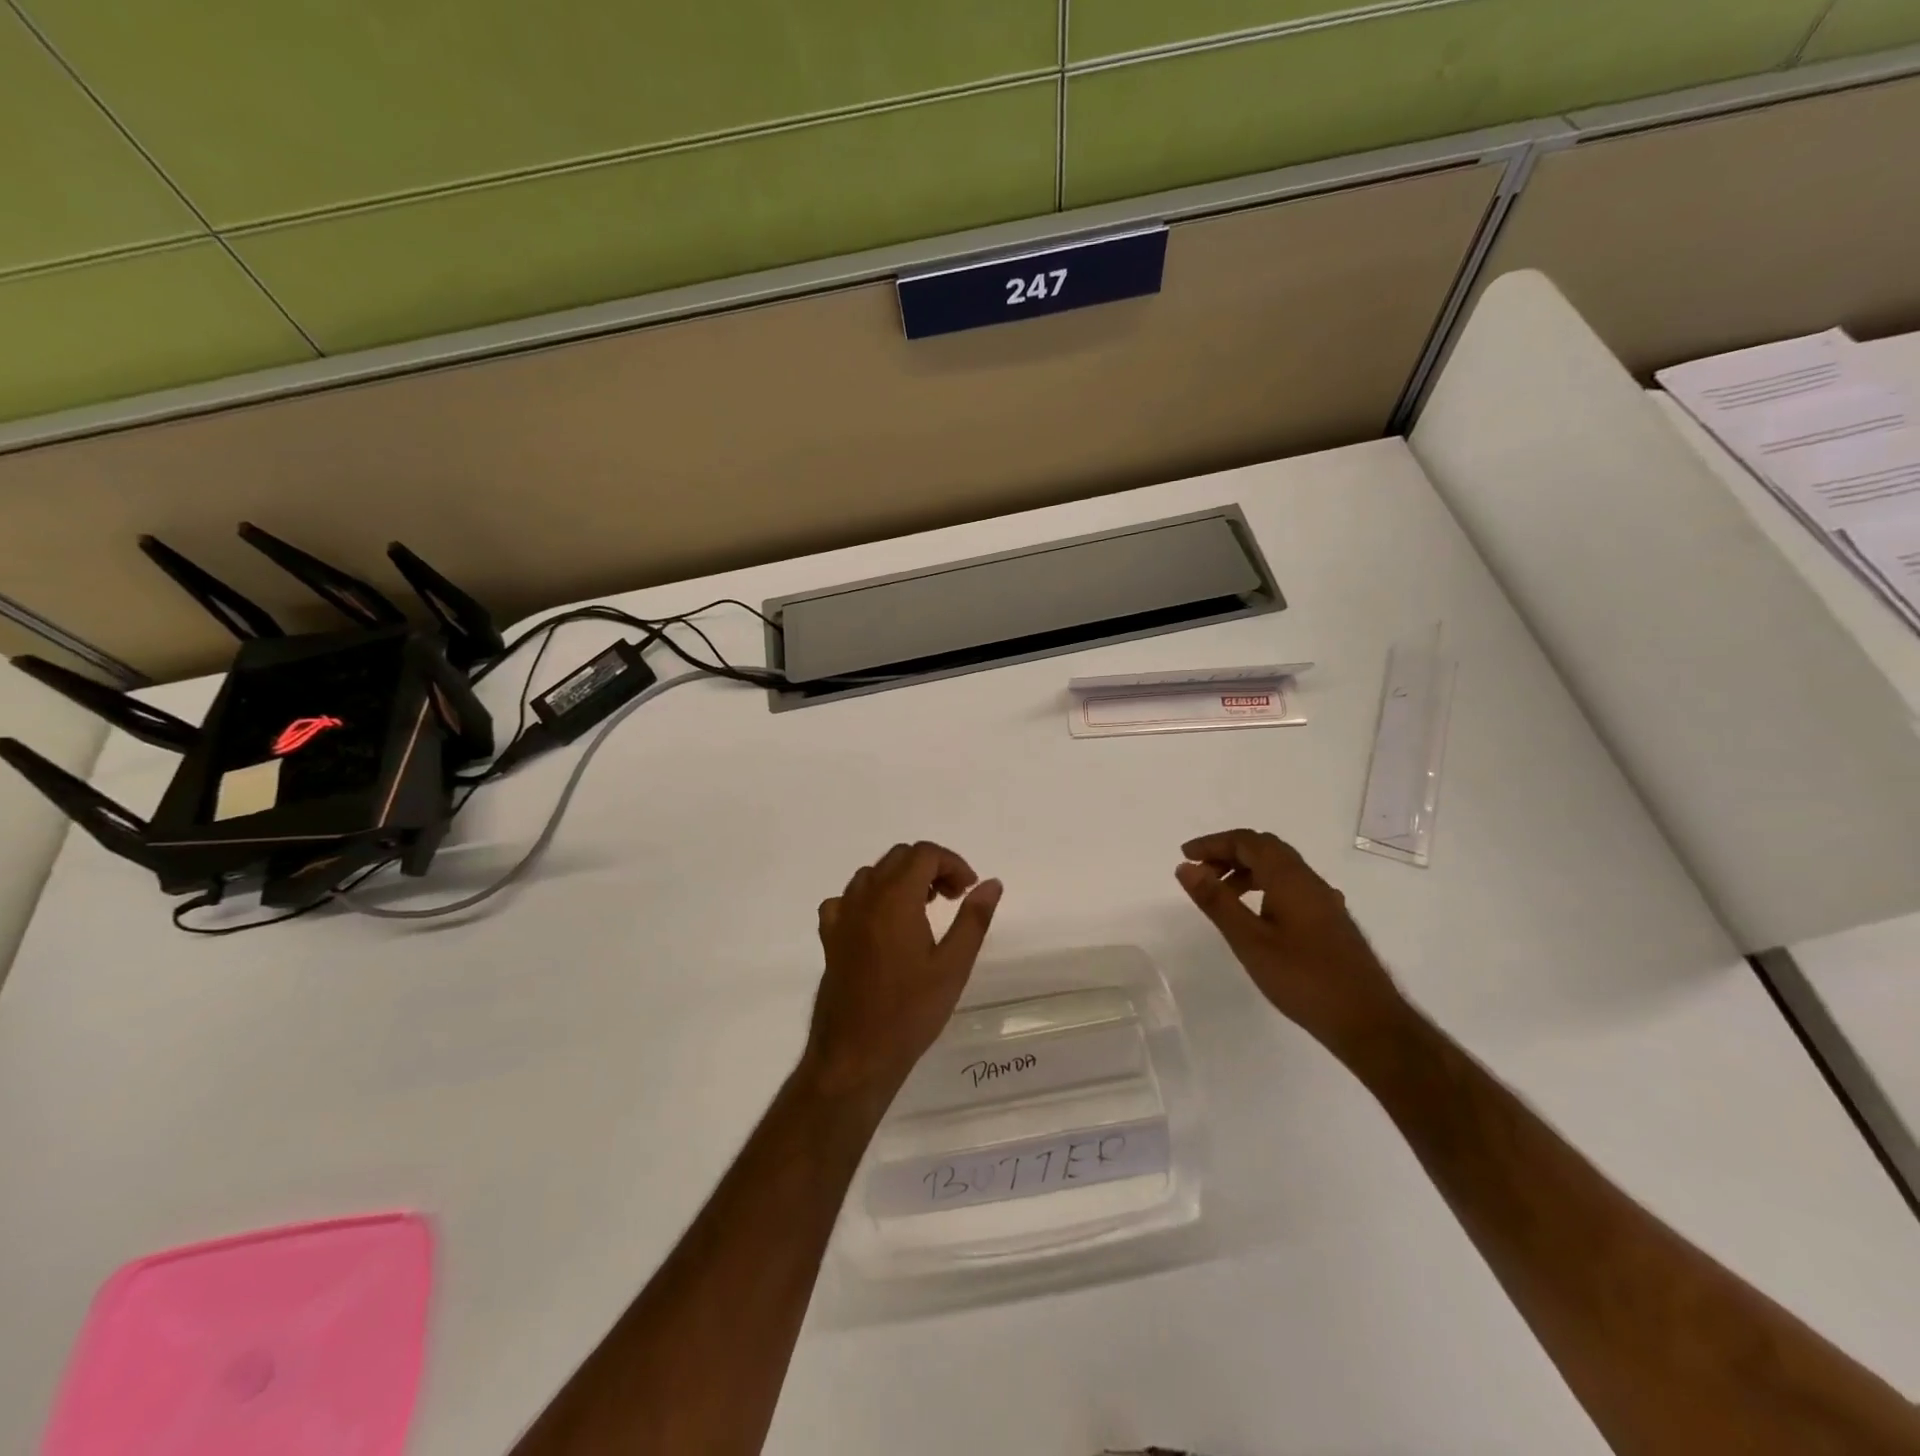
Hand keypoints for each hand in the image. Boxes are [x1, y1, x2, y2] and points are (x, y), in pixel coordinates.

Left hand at [803, 841, 1002, 1110]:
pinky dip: (869, 899)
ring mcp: (842, 916)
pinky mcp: (829, 937)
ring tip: (923, 911)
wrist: (856, 1055)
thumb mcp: (953, 966)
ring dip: (901, 880)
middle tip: (952, 899)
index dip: (952, 863)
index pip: (924, 854)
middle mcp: (864, 898)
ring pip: (873, 874)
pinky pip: (848, 899)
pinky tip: (882, 925)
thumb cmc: (910, 1012)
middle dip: (930, 868)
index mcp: (895, 899)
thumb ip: (973, 919)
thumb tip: (991, 883)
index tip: (968, 890)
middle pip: (898, 857)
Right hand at [1176, 829, 1405, 1058]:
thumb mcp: (1250, 941)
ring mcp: (1324, 901)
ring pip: (1280, 868)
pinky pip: (1291, 887)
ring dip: (1246, 871)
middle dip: (1228, 853)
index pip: (1247, 841)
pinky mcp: (1330, 921)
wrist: (1369, 1022)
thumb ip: (1216, 901)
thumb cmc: (1304, 979)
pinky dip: (1264, 887)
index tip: (1185, 856)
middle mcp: (1310, 881)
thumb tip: (1185, 867)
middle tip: (1200, 873)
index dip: (1213, 843)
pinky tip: (1256, 916)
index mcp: (1290, 878)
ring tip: (1221, 895)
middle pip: (1265, 848)